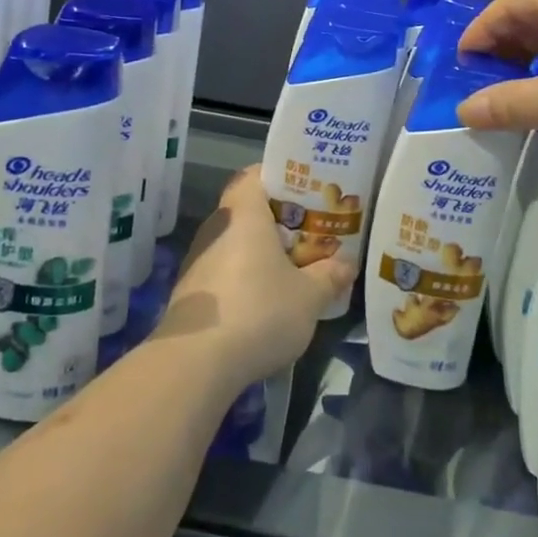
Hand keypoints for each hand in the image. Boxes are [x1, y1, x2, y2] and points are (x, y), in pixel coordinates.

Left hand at [156, 169, 354, 385]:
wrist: (195, 361)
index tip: (306, 191)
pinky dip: (244, 275)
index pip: (255, 175)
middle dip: (278, 220)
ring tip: (293, 267)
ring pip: (235, 241)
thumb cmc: (259, 311)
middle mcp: (217, 226)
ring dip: (260, 251)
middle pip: (247, 209)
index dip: (280, 177)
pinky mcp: (190, 289)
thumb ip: (330, 276)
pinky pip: (224, 268)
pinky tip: (264, 299)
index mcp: (244, 213)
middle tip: (310, 232)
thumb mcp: (309, 297)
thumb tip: (347, 263)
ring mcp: (198, 258)